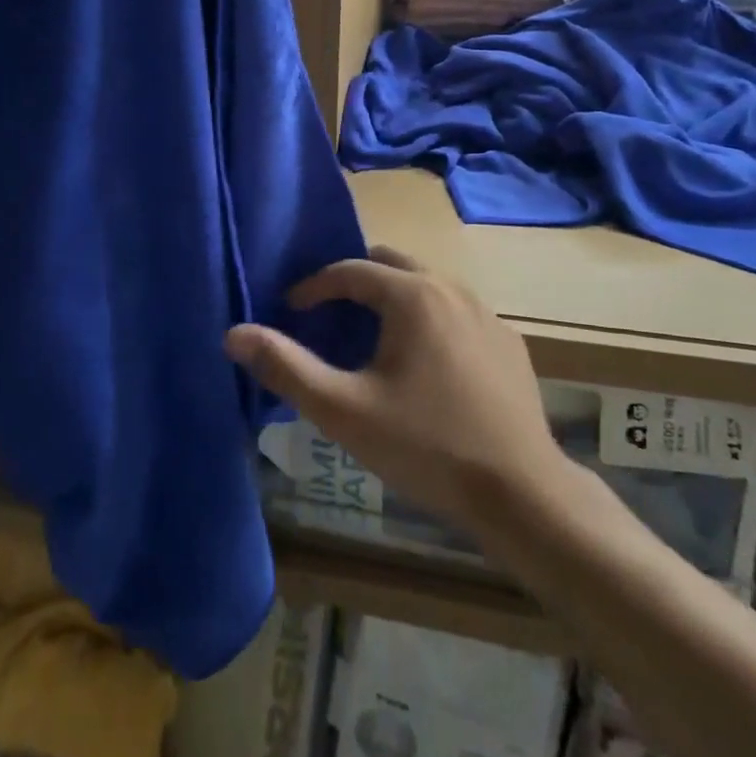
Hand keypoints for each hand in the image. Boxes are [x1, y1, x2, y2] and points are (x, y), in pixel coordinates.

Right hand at [226, 248, 566, 530]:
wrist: (521, 492)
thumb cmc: (426, 446)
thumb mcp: (344, 411)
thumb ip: (287, 367)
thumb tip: (234, 333)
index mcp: (412, 295)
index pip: (350, 270)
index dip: (314, 286)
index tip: (291, 309)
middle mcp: (452, 288)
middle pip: (391, 264)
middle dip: (355, 282)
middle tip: (329, 316)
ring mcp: (486, 313)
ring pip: (427, 285)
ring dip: (394, 299)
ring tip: (372, 340)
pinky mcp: (508, 342)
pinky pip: (457, 312)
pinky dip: (429, 320)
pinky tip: (425, 366)